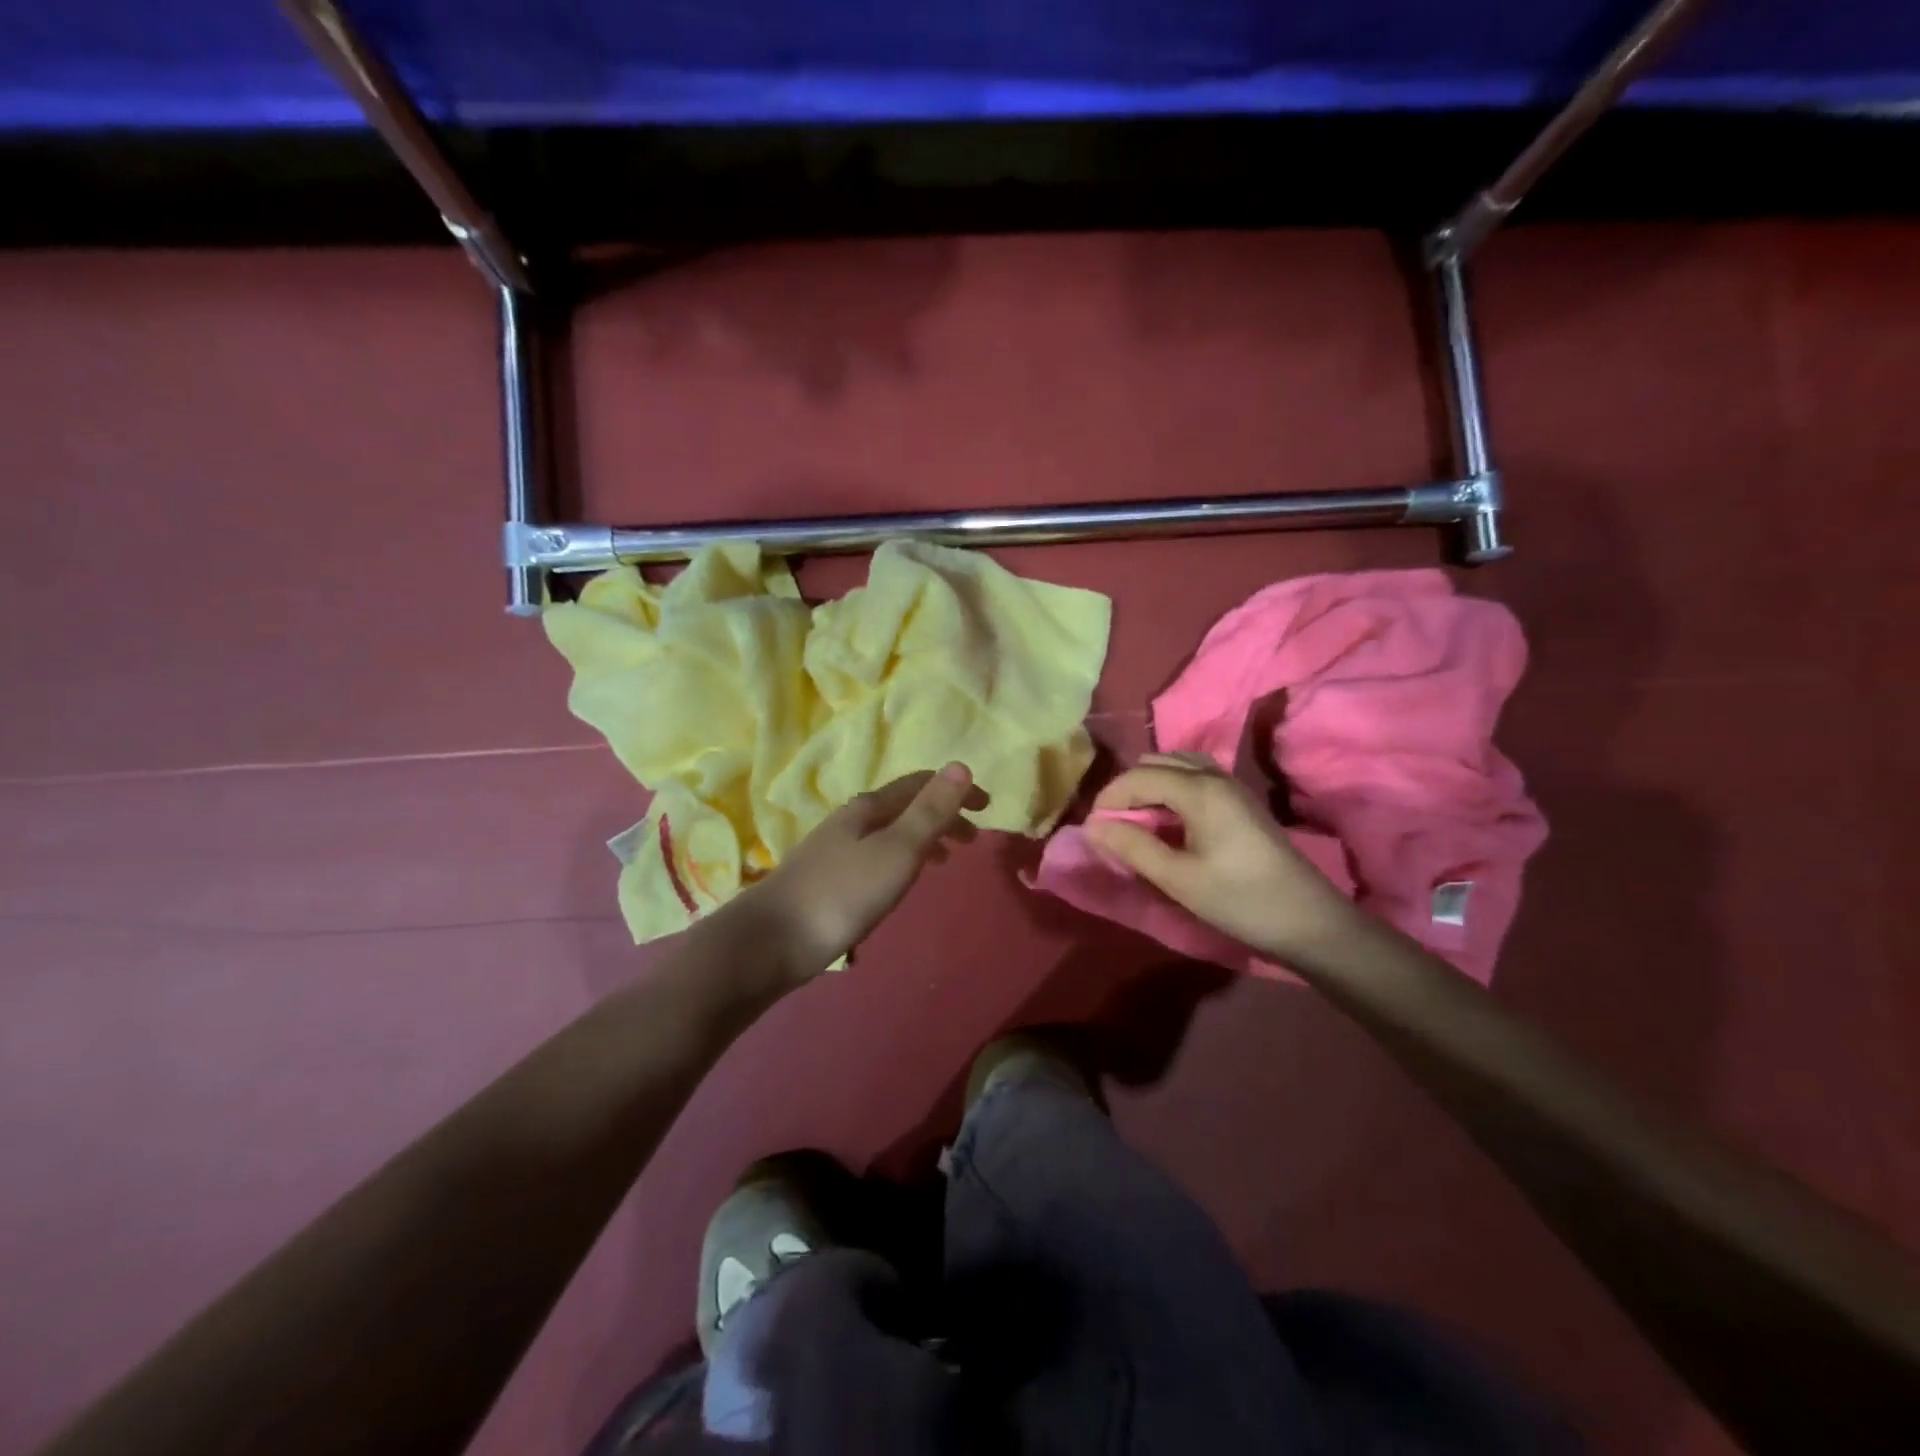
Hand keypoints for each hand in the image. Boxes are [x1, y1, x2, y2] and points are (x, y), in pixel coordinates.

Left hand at [739, 763, 987, 980]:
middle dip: (942, 816)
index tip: (988, 808)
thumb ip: (930, 811)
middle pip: (905, 807)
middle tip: (973, 841)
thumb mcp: (897, 851)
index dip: (956, 792)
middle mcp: (851, 820)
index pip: (920, 785)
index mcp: (869, 808)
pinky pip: (876, 856)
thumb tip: (960, 766)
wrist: (771, 940)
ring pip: (890, 833)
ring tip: (946, 861)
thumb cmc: (843, 893)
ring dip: (923, 839)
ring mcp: (835, 849)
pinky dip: (901, 859)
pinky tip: (899, 882)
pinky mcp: (826, 878)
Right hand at [1087, 752, 1355, 961]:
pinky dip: (1171, 788)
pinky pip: (1195, 776)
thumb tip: (1093, 826)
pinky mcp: (1241, 800)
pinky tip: (1168, 819)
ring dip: (1150, 785)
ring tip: (1136, 821)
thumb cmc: (1239, 900)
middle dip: (1128, 788)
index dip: (1109, 797)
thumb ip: (1133, 847)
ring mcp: (1232, 785)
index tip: (1092, 828)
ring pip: (1178, 765)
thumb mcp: (1178, 878)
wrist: (1309, 922)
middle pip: (1158, 763)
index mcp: (1199, 790)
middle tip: (1113, 825)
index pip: (1139, 776)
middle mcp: (1215, 776)